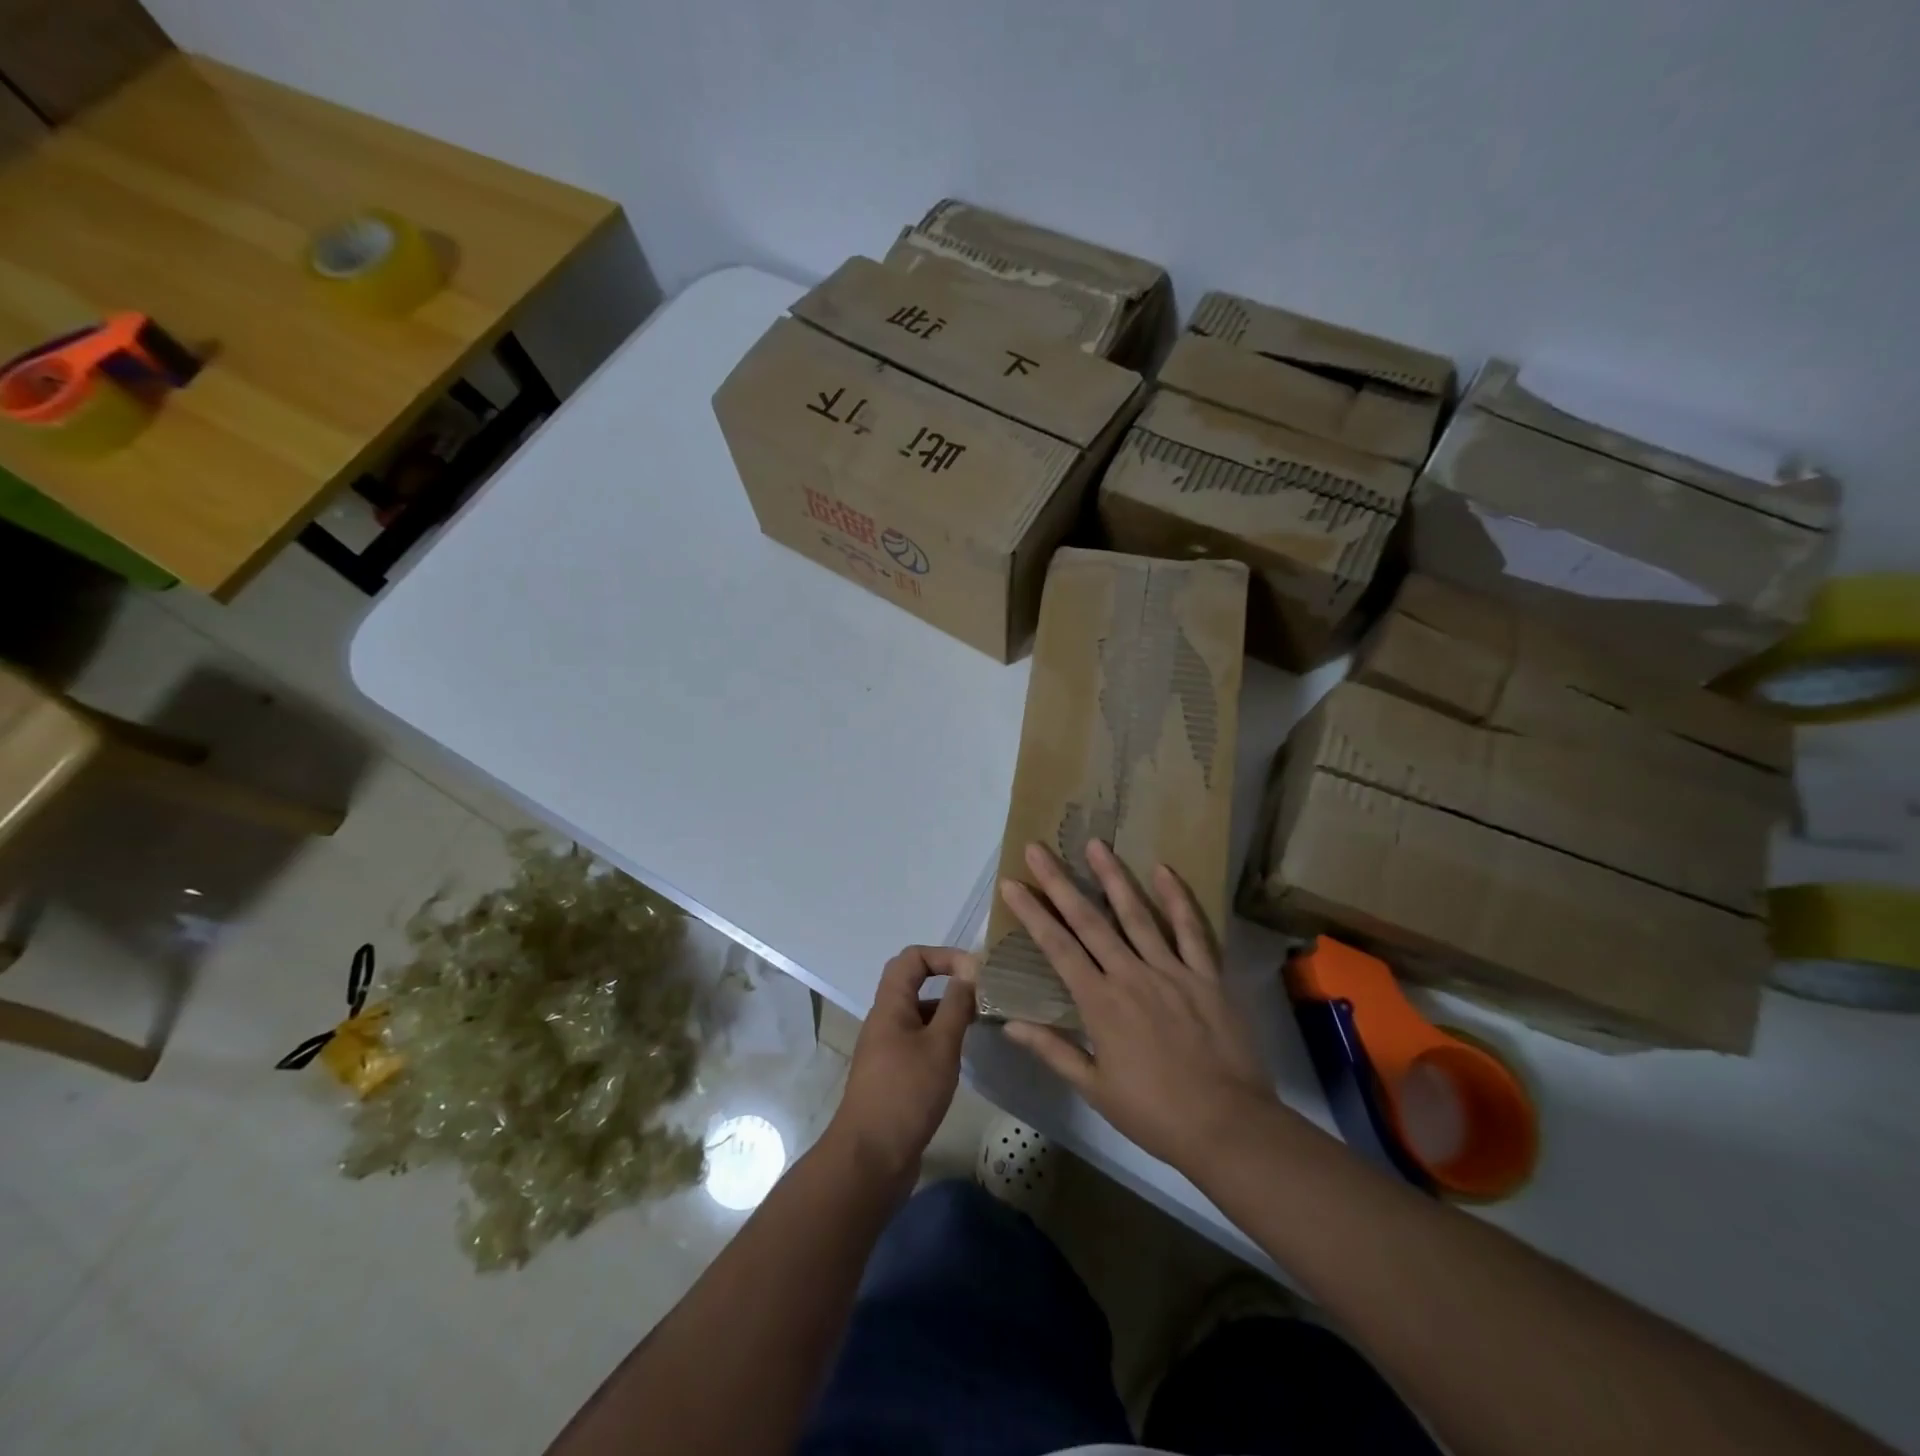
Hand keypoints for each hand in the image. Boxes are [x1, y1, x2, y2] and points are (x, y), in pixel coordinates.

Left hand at [826, 946, 975, 1185]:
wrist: (870, 1159)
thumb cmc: (906, 1094)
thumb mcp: (940, 1046)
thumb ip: (956, 1005)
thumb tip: (970, 970)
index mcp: (890, 1005)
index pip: (912, 958)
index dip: (944, 955)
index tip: (975, 972)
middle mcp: (885, 1020)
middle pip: (913, 983)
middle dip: (948, 980)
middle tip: (982, 994)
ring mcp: (887, 1048)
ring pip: (919, 1013)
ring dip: (947, 1010)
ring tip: (980, 1023)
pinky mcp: (894, 1074)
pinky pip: (919, 1040)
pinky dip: (941, 1037)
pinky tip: (962, 1055)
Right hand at [998, 841, 1278, 1171]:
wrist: (1227, 1126)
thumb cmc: (1154, 1113)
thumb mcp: (1095, 1088)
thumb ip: (1053, 1050)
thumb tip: (1009, 1023)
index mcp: (1100, 1003)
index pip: (1057, 947)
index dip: (1033, 913)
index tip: (1012, 884)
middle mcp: (1131, 975)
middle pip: (1089, 920)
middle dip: (1060, 882)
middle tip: (1039, 849)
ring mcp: (1171, 970)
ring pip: (1136, 914)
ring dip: (1113, 877)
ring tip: (1095, 844)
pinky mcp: (1206, 975)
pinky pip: (1191, 930)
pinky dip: (1177, 899)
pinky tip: (1164, 870)